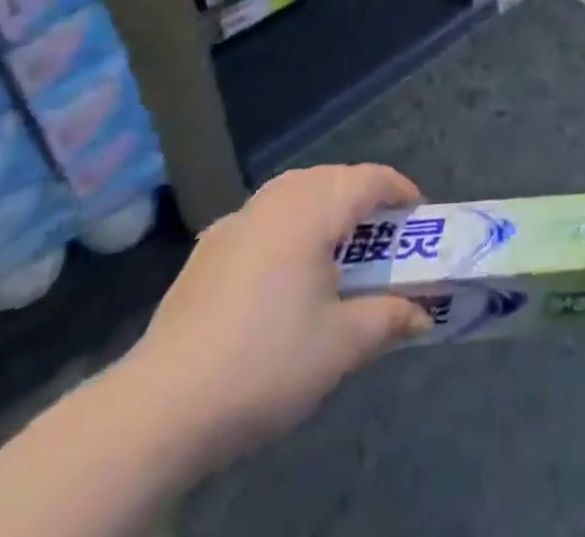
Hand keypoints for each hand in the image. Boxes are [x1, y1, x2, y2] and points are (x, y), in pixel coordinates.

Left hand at [117, 163, 432, 476]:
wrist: (161, 406)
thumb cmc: (266, 363)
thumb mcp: (341, 346)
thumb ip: (388, 318)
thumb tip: (423, 312)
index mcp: (311, 209)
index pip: (368, 179)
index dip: (400, 190)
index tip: (419, 215)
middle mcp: (274, 200)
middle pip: (331, 178)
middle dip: (363, 197)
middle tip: (384, 237)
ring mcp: (236, 220)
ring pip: (294, 191)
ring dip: (324, 206)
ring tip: (339, 247)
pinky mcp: (208, 248)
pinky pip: (263, 217)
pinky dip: (288, 225)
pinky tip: (284, 269)